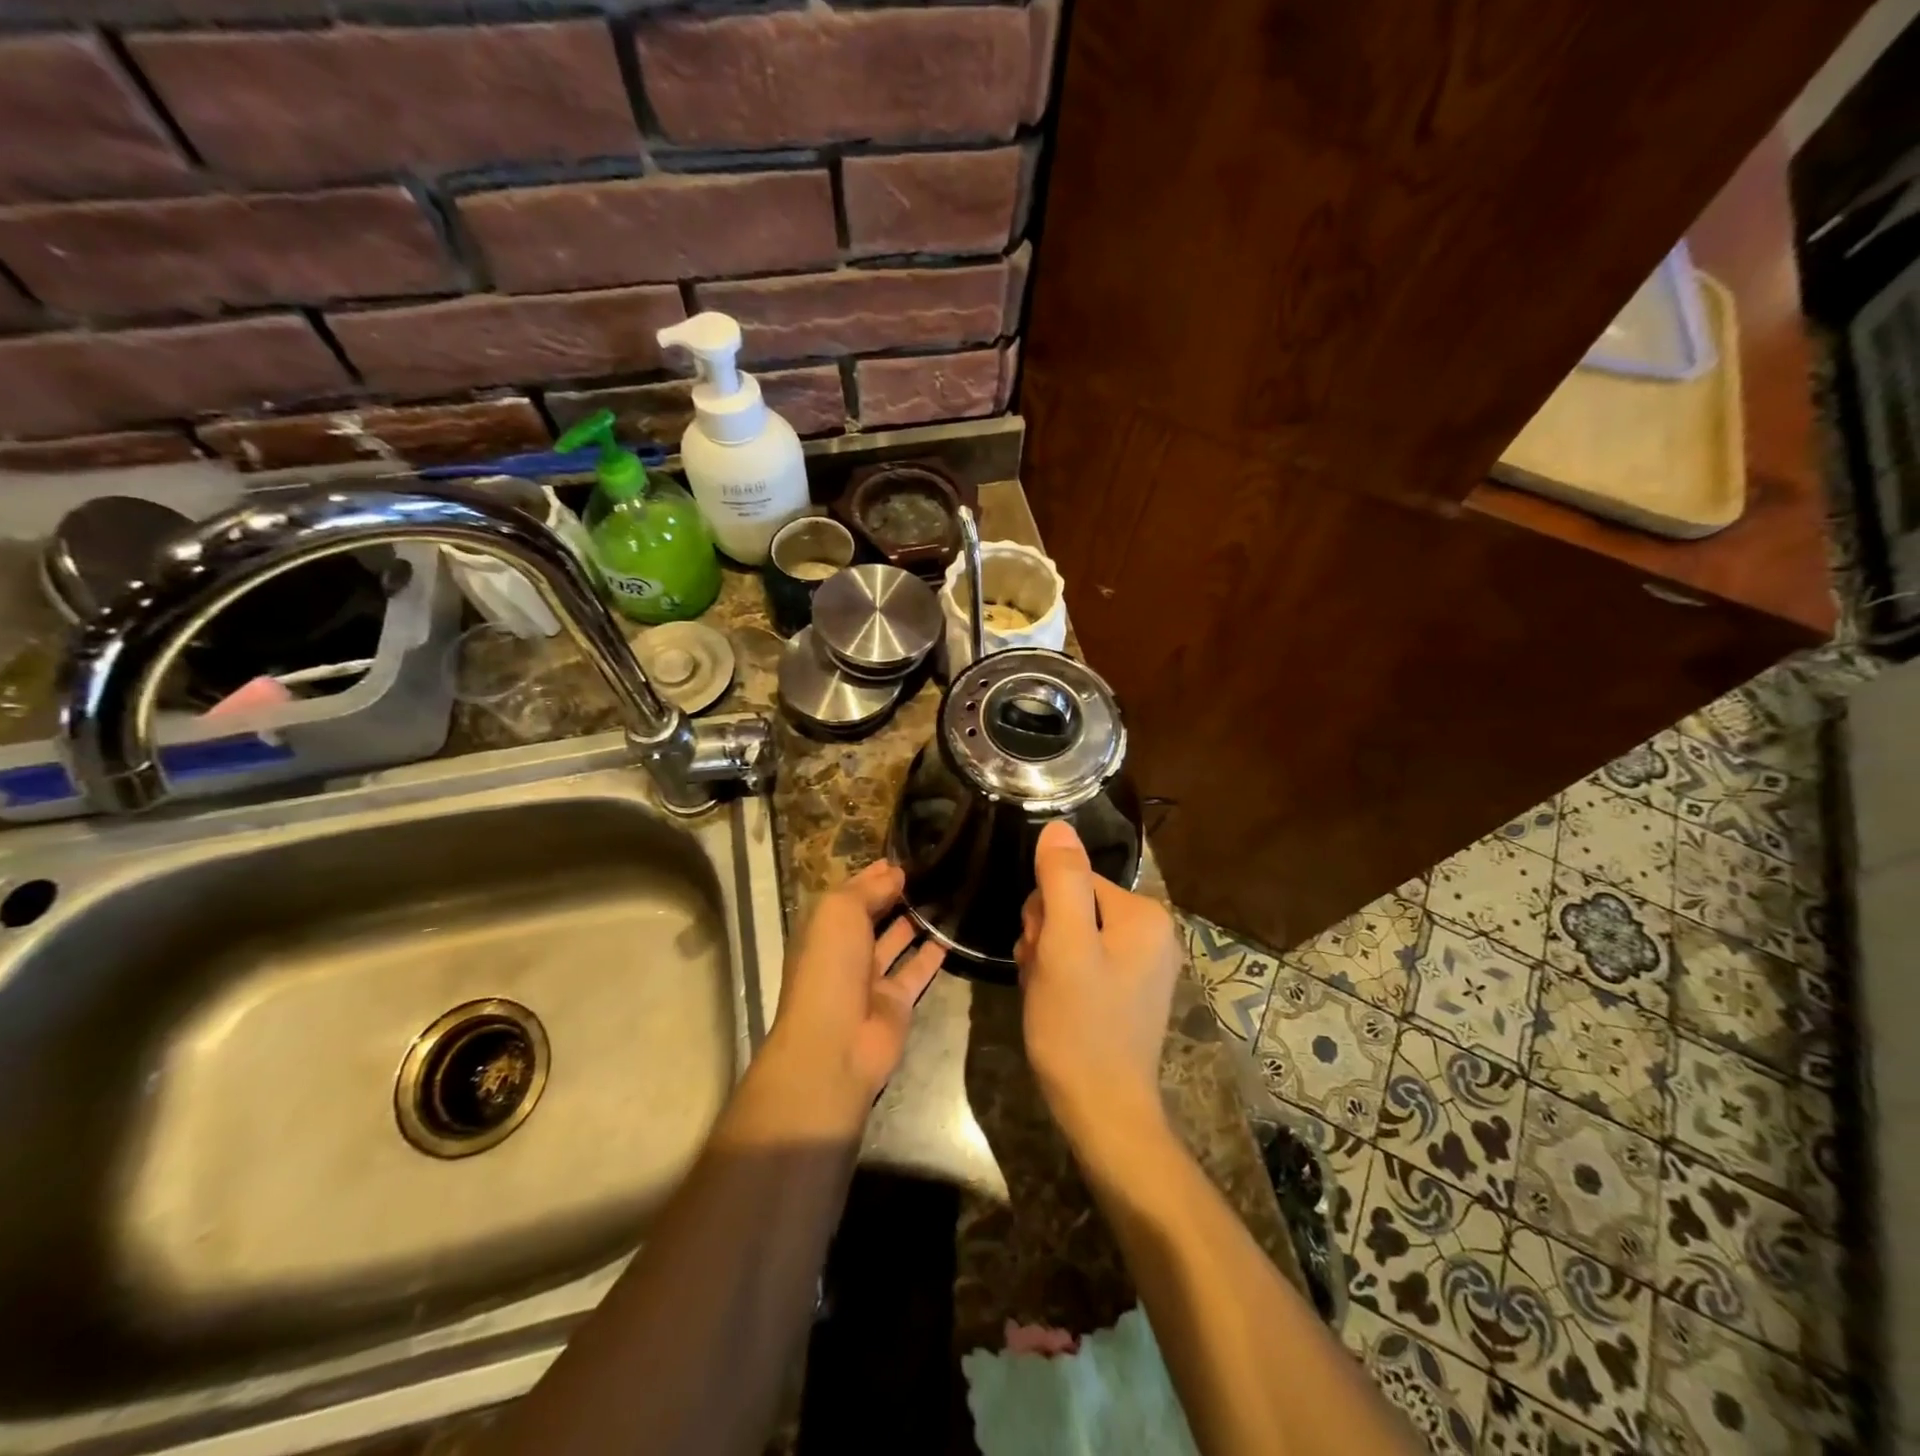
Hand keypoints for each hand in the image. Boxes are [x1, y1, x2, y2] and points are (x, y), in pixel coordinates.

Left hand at [759, 860, 944, 1129]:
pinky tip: (952, 932)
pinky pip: (917, 971)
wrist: (835, 1043)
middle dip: (896, 894)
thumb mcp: (840, 913)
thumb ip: (868, 890)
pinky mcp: (897, 1002)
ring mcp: (871, 979)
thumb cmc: (830, 967)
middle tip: (933, 871)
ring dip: (916, 920)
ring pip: (897, 941)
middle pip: (874, 916)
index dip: (874, 874)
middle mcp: (846, 951)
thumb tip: (895, 873)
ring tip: (946, 893)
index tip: (904, 856)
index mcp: (824, 928)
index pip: (851, 894)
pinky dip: (932, 954)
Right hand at [1016, 820, 1181, 1143]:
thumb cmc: (1080, 1025)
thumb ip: (1062, 881)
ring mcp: (1143, 963)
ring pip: (1073, 933)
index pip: (1074, 881)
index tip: (1041, 951)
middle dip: (1046, 936)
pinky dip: (1062, 976)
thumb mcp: (1064, 946)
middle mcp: (1153, 932)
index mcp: (1144, 915)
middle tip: (1044, 975)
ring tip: (1048, 993)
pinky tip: (1056, 1003)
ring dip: (1049, 957)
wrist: (1102, 1111)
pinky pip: (1085, 960)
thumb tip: (1058, 826)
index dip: (1045, 913)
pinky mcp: (1130, 989)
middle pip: (1074, 905)